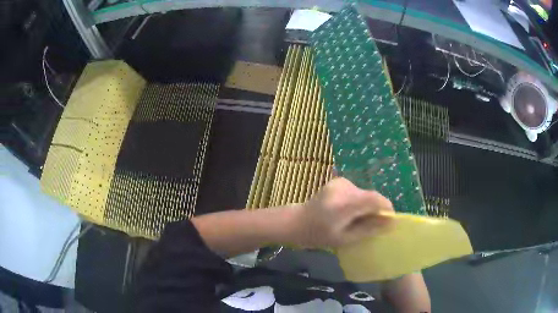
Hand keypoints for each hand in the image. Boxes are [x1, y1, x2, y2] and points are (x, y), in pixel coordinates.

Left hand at [292, 177, 394, 247]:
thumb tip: (390, 222)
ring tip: (356, 220)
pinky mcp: (339, 181)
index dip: (386, 208)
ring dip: (367, 206)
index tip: (389, 221)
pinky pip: (357, 191)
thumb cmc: (319, 235)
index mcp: (344, 204)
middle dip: (376, 209)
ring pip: (365, 194)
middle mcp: (344, 188)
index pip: (375, 199)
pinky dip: (359, 201)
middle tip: (372, 225)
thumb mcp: (345, 239)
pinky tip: (348, 212)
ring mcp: (340, 182)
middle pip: (371, 196)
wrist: (298, 222)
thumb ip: (369, 229)